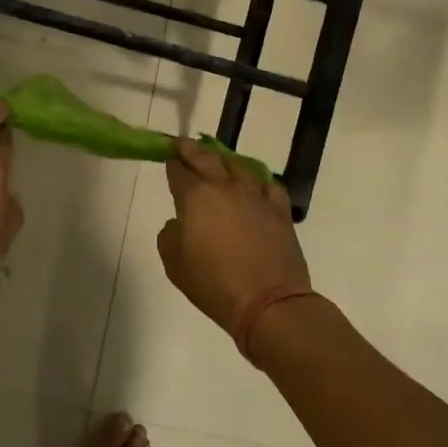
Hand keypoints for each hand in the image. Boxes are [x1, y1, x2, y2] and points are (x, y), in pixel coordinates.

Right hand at [157, 138, 309, 336]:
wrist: (268, 302)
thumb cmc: (213, 283)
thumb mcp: (174, 263)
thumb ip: (170, 234)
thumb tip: (180, 223)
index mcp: (196, 197)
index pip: (178, 171)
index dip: (171, 163)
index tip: (167, 158)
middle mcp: (225, 188)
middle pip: (207, 158)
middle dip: (192, 149)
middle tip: (184, 145)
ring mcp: (256, 197)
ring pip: (239, 166)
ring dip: (224, 160)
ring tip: (218, 161)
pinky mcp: (280, 211)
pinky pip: (268, 185)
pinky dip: (258, 181)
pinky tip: (254, 186)